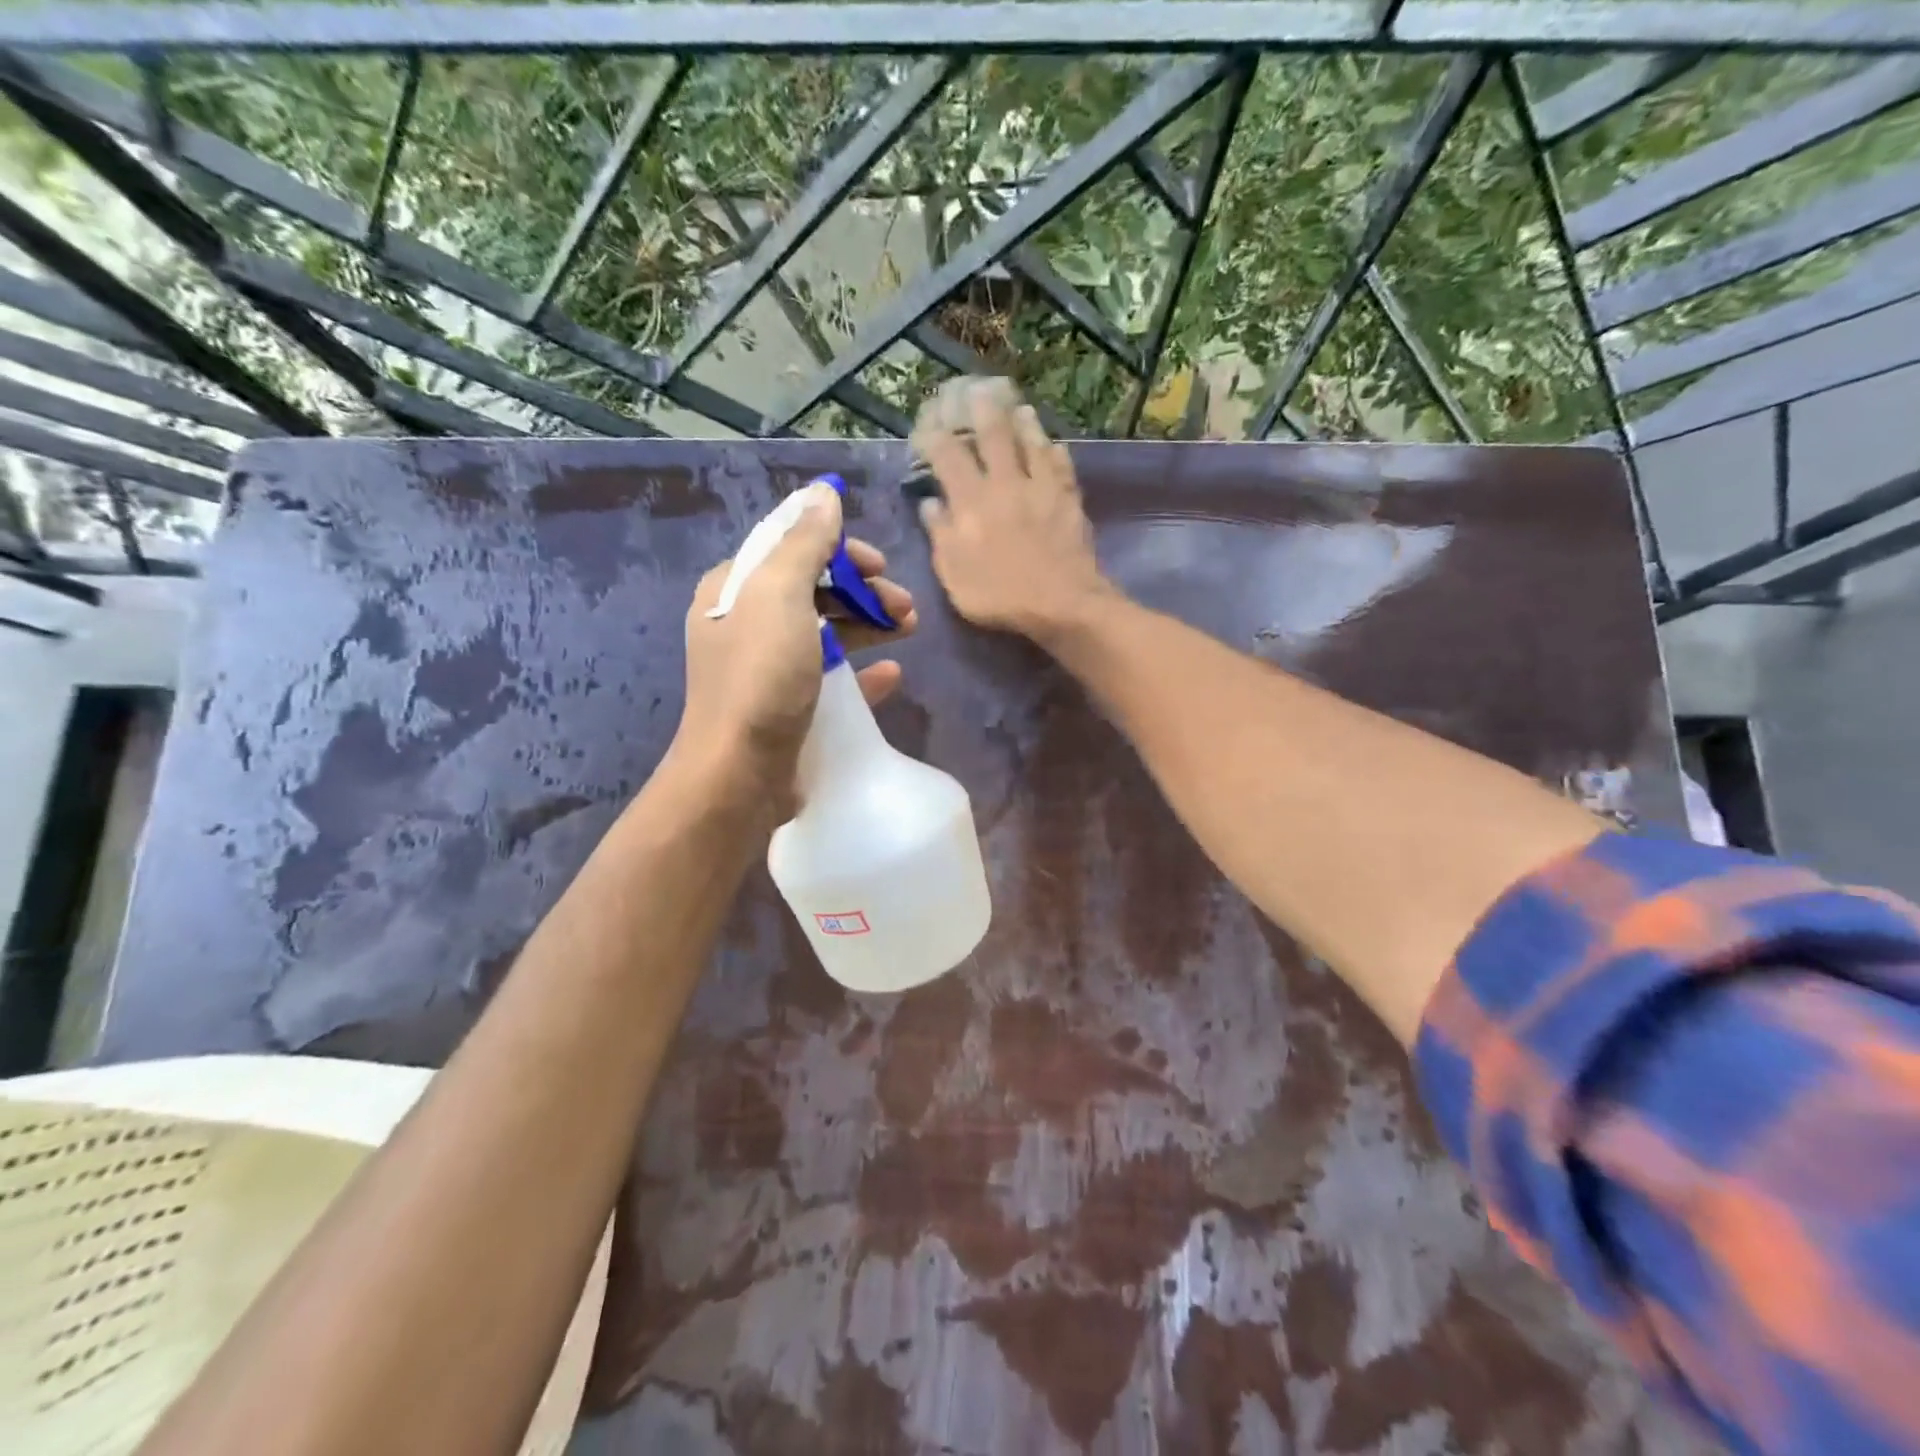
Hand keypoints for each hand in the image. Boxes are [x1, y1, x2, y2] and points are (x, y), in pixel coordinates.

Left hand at [673, 481, 915, 807]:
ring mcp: (768, 670)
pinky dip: (863, 671)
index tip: (878, 564)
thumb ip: (804, 543)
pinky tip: (892, 673)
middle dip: (863, 591)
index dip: (838, 550)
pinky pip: (832, 679)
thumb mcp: (780, 596)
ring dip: (870, 624)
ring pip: (827, 632)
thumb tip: (823, 493)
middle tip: (905, 606)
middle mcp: (747, 625)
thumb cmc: (760, 678)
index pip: (791, 550)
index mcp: (736, 591)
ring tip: (910, 629)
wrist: (740, 774)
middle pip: (815, 591)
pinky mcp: (788, 708)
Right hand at [911, 375, 1111, 642]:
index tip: (926, 424)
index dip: (934, 436)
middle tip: (975, 389)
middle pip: (992, 436)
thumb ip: (940, 535)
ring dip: (1022, 422)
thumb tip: (930, 503)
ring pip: (1031, 443)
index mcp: (971, 501)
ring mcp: (1041, 488)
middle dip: (980, 410)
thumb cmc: (999, 595)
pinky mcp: (1069, 499)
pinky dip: (1056, 452)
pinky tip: (1055, 445)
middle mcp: (1005, 484)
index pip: (947, 456)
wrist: (1061, 603)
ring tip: (1018, 406)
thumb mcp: (954, 574)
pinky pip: (1062, 466)